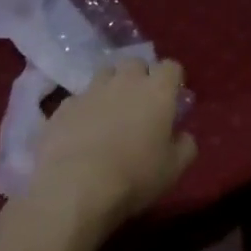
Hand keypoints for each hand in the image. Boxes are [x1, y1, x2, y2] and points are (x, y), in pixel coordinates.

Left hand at [30, 59, 195, 236]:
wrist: (75, 187)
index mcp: (157, 91)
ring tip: (109, 113)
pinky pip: (79, 99)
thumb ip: (185, 146)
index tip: (172, 97)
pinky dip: (84, 110)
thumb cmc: (134, 176)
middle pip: (136, 63)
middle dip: (140, 77)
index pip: (171, 67)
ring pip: (105, 74)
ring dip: (111, 87)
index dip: (172, 80)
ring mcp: (92, 89)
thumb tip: (183, 135)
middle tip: (140, 104)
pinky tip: (81, 132)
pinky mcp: (65, 105)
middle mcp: (125, 80)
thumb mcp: (173, 170)